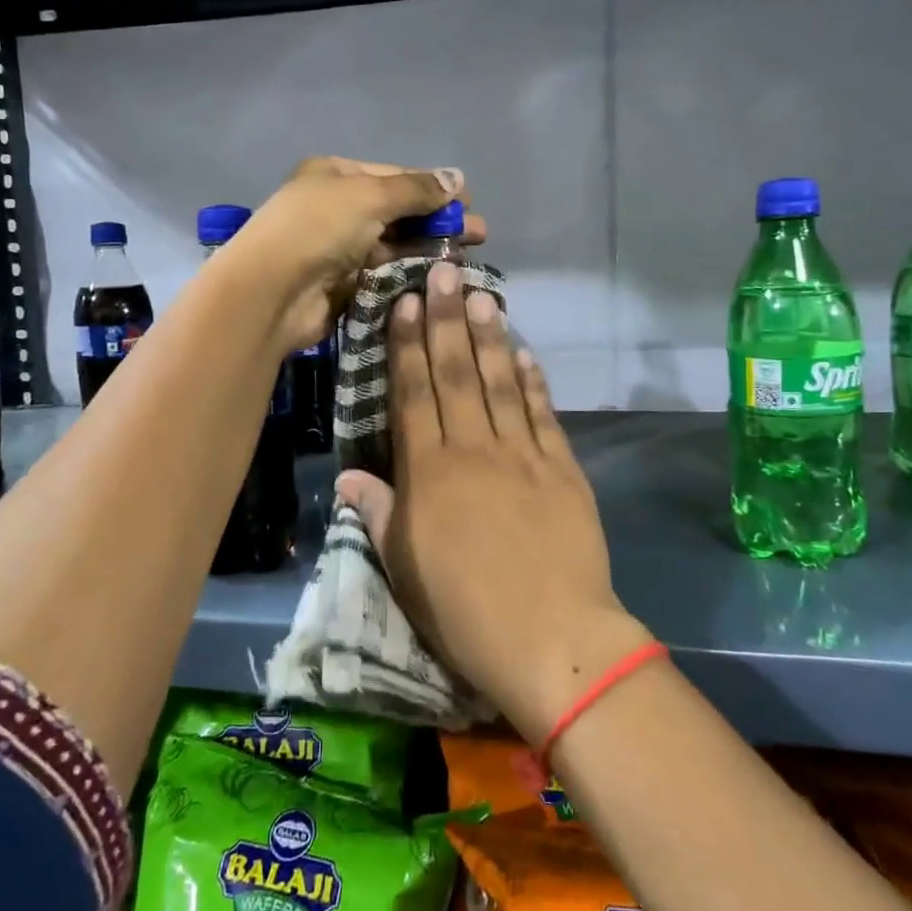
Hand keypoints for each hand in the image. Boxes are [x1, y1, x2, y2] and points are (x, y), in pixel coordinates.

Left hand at [234, 157, 486, 352]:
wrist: (272, 292)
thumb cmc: (319, 228)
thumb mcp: (370, 195)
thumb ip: (416, 189)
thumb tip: (457, 177)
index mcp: (335, 175)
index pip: (394, 176)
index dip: (433, 187)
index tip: (469, 200)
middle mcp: (336, 208)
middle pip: (397, 211)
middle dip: (438, 220)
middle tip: (479, 234)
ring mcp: (339, 248)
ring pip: (393, 244)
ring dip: (428, 248)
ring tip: (466, 257)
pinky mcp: (343, 284)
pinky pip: (384, 273)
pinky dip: (410, 272)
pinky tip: (439, 276)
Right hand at [336, 261, 650, 744]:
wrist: (553, 638)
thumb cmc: (464, 611)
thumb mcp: (404, 568)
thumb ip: (377, 514)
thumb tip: (348, 477)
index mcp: (430, 473)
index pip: (414, 394)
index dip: (407, 345)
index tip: (406, 303)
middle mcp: (474, 450)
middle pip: (457, 374)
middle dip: (448, 319)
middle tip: (446, 272)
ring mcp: (523, 455)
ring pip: (502, 383)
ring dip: (491, 337)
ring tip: (484, 295)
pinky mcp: (563, 469)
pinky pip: (544, 415)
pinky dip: (535, 382)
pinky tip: (527, 353)